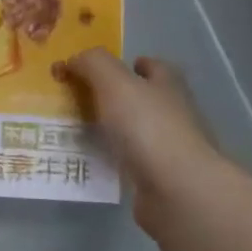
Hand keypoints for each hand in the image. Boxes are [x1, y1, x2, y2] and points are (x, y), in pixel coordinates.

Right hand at [62, 50, 224, 232]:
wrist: (177, 190)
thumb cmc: (147, 127)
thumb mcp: (114, 82)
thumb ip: (93, 63)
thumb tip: (74, 60)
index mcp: (168, 85)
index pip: (154, 67)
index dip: (130, 64)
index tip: (104, 70)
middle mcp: (174, 112)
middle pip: (144, 98)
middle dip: (117, 97)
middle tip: (80, 98)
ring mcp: (170, 147)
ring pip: (136, 130)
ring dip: (113, 129)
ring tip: (77, 130)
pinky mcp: (161, 178)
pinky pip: (131, 161)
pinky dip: (113, 158)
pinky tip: (91, 160)